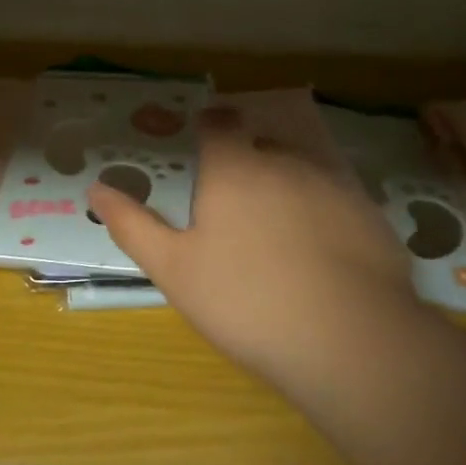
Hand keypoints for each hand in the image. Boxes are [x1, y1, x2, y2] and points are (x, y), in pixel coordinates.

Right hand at [87, 107, 420, 410]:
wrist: (348, 340)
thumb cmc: (245, 301)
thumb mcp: (173, 269)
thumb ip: (133, 224)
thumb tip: (95, 187)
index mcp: (234, 169)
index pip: (220, 124)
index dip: (210, 126)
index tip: (204, 140)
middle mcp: (285, 162)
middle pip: (262, 146)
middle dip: (247, 162)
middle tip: (234, 205)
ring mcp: (334, 185)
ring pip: (302, 170)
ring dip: (286, 186)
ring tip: (278, 232)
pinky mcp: (370, 214)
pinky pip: (336, 200)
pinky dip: (322, 214)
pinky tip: (320, 254)